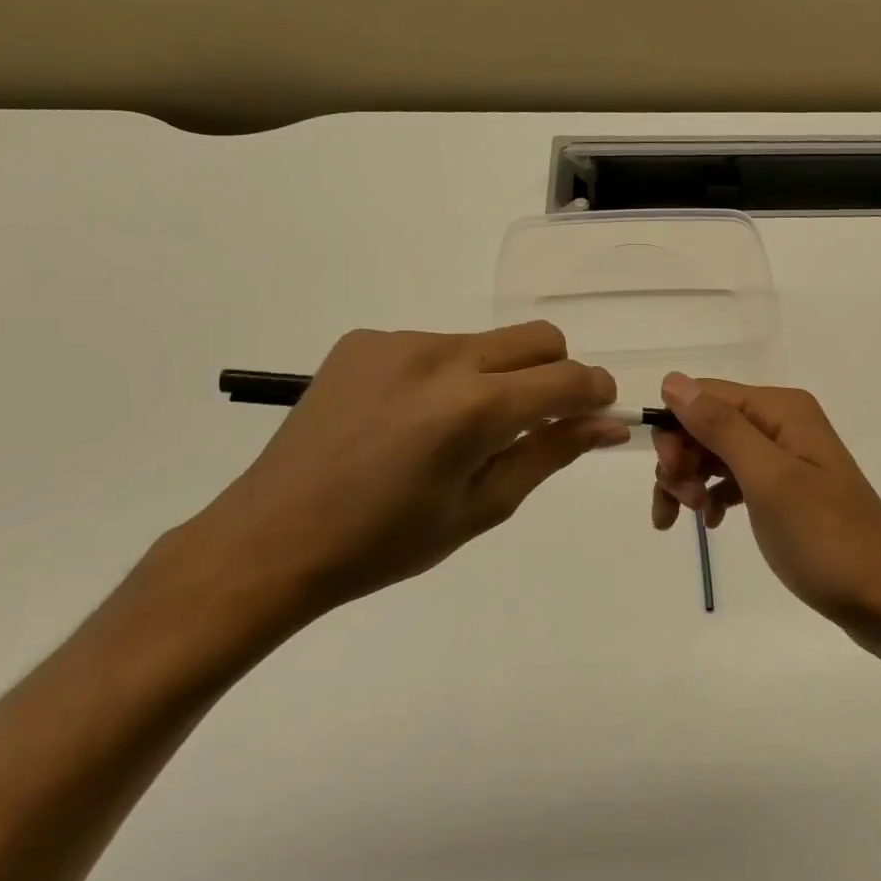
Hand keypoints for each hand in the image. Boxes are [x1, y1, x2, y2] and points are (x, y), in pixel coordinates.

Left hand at [163, 325, 625, 631]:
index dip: (596, 393)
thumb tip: (609, 426)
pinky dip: (448, 375)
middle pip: (538, 338)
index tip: (598, 413)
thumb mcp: (482, 507)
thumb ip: (551, 454)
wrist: (272, 539)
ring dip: (498, 375)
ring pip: (486, 341)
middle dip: (557, 372)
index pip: (568, 378)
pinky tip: (412, 419)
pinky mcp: (365, 341)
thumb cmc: (386, 542)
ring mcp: (399, 342)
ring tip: (459, 429)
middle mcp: (442, 357)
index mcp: (474, 408)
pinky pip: (435, 346)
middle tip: (537, 421)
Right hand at [652, 373, 880, 643]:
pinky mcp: (787, 489)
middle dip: (682, 460)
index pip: (705, 395)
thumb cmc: (825, 539)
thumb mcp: (768, 479)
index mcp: (781, 409)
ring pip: (716, 453)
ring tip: (691, 519)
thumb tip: (672, 380)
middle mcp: (783, 423)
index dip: (676, 429)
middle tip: (682, 505)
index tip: (668, 475)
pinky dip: (715, 496)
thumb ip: (721, 427)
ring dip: (692, 481)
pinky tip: (711, 523)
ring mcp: (786, 457)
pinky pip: (735, 479)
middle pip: (708, 424)